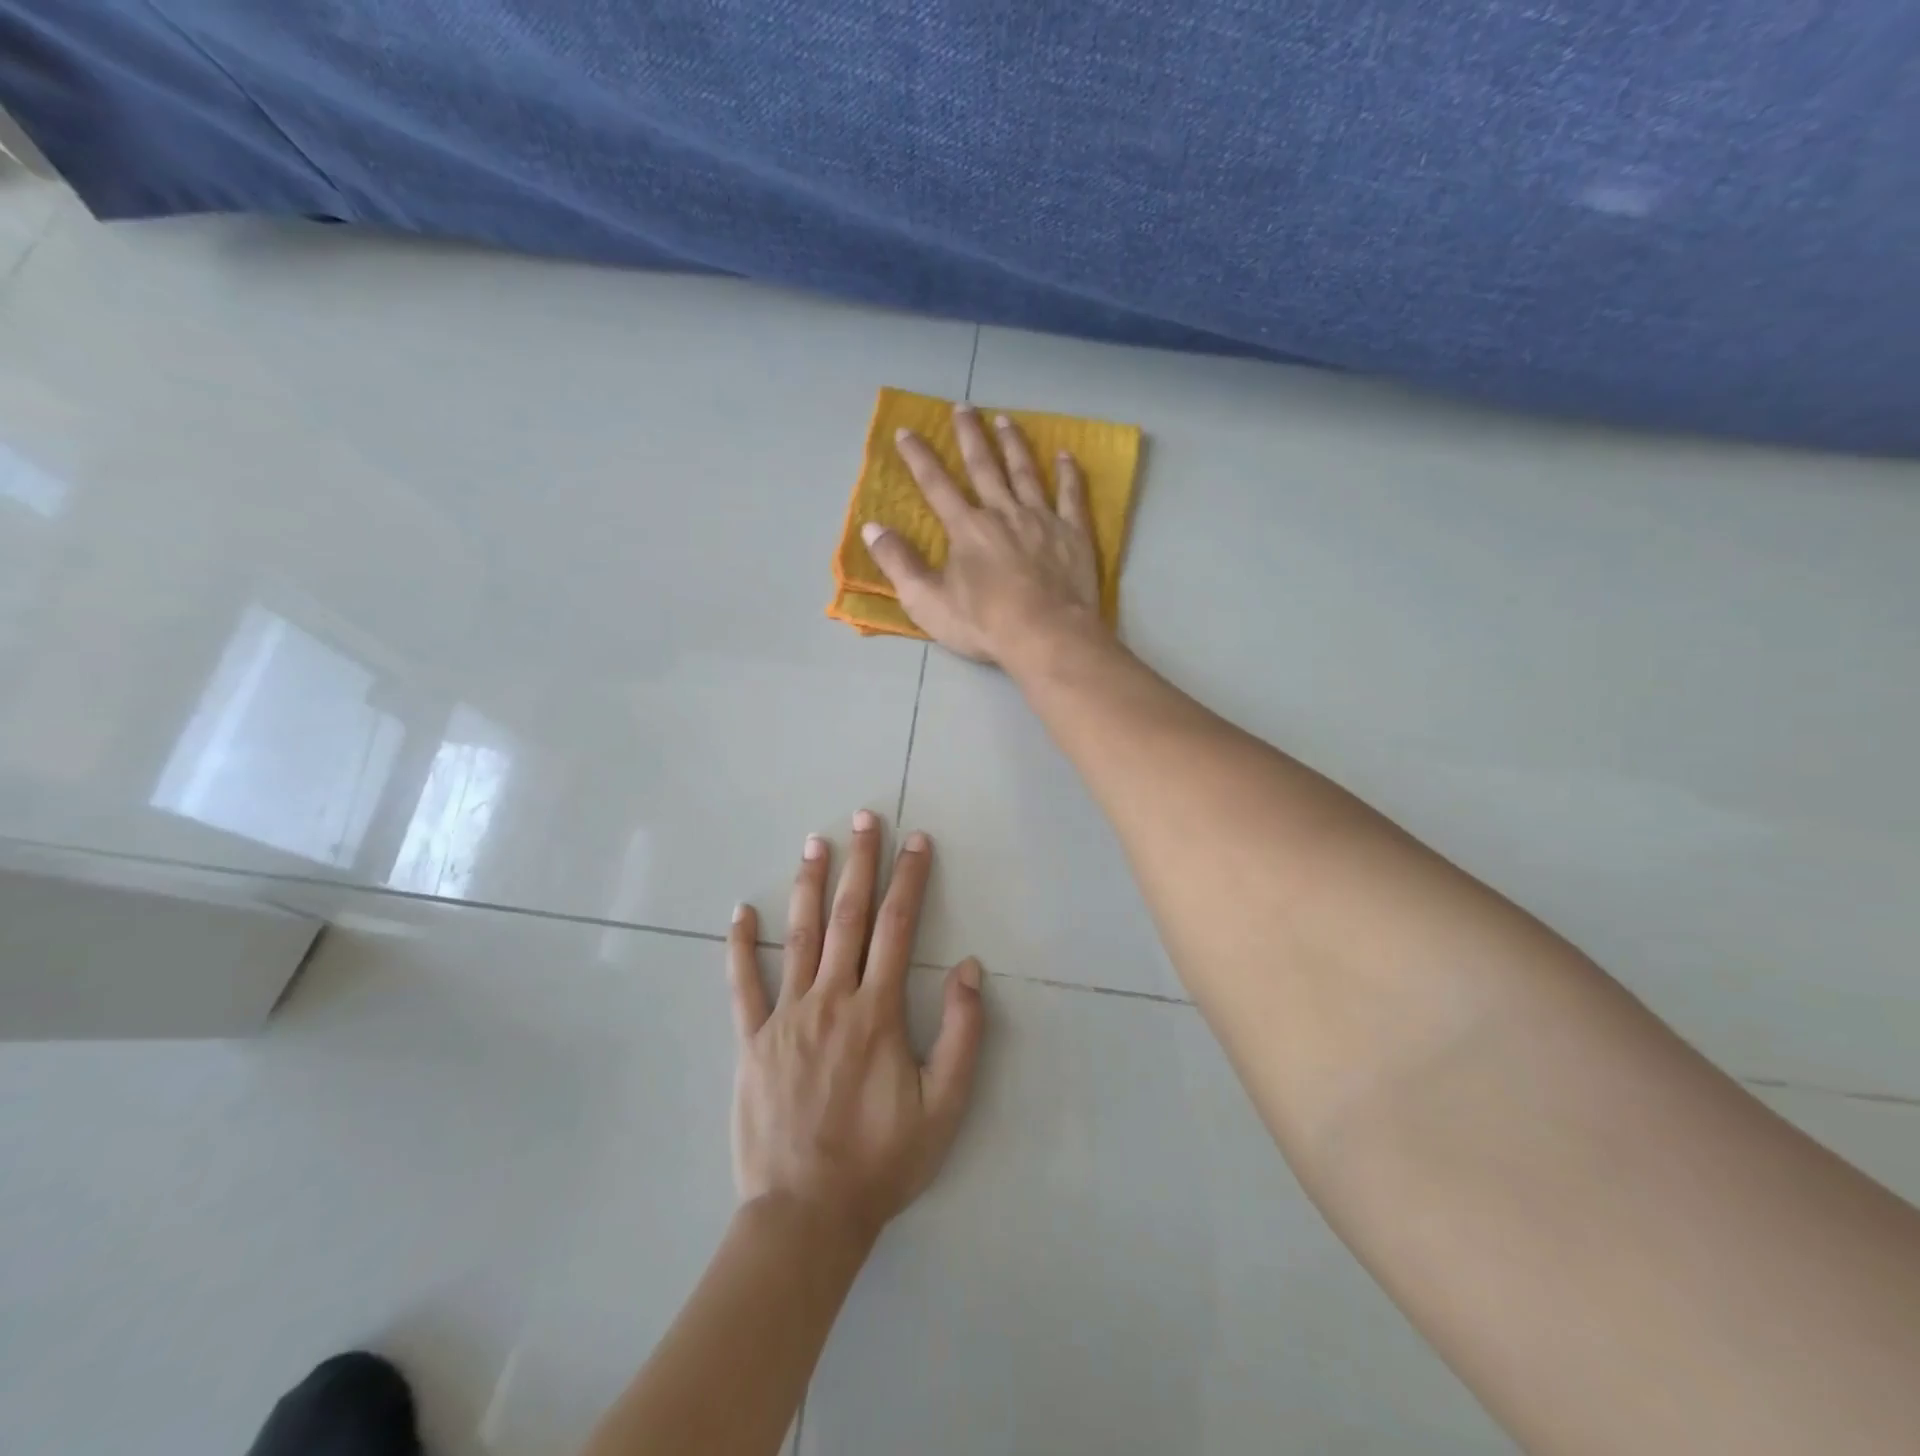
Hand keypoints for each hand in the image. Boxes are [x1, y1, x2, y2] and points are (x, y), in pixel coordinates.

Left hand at [728, 811, 984, 1244]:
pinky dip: (741, 946)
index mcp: (877, 1012)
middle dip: (860, 863)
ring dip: (809, 885)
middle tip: (863, 817)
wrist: (806, 1215)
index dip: (910, 879)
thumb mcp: (944, 1107)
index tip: (916, 841)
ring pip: (799, 936)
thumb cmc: (881, 1161)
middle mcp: (831, 1000)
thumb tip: (970, 969)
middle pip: (848, 916)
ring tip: (814, 842)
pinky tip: (741, 911)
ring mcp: (786, 1017)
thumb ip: (962, 1035)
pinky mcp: (752, 1041)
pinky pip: (743, 985)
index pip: (898, 927)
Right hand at [862, 404, 1106, 666]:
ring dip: (1013, 444)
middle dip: (969, 436)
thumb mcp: (927, 601)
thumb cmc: (984, 624)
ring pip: (1025, 472)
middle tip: (963, 407)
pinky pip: (1071, 496)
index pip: (936, 484)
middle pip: (984, 466)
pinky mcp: (1073, 534)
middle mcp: (1003, 513)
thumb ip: (898, 563)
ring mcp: (1042, 520)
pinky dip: (1068, 474)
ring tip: (1005, 420)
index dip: (919, 457)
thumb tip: (872, 528)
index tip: (906, 431)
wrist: (1047, 636)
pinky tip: (1065, 456)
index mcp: (967, 528)